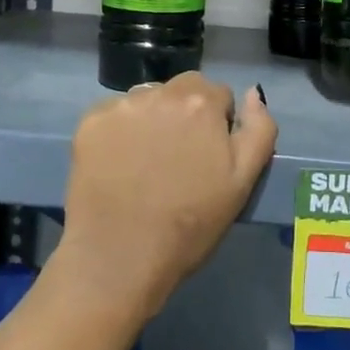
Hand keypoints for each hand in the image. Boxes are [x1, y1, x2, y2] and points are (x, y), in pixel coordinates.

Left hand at [53, 73, 277, 322]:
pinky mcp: (90, 123)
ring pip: (147, 100)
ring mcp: (120, 106)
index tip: (208, 157)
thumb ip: (259, 130)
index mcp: (201, 102)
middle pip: (181, 91)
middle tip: (178, 159)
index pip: (218, 95)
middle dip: (185, 114)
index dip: (217, 125)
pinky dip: (120, 131)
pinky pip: (114, 115)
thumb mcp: (243, 182)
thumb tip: (252, 93)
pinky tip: (119, 164)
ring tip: (146, 163)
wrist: (120, 258)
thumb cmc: (191, 224)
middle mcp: (160, 92)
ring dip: (153, 119)